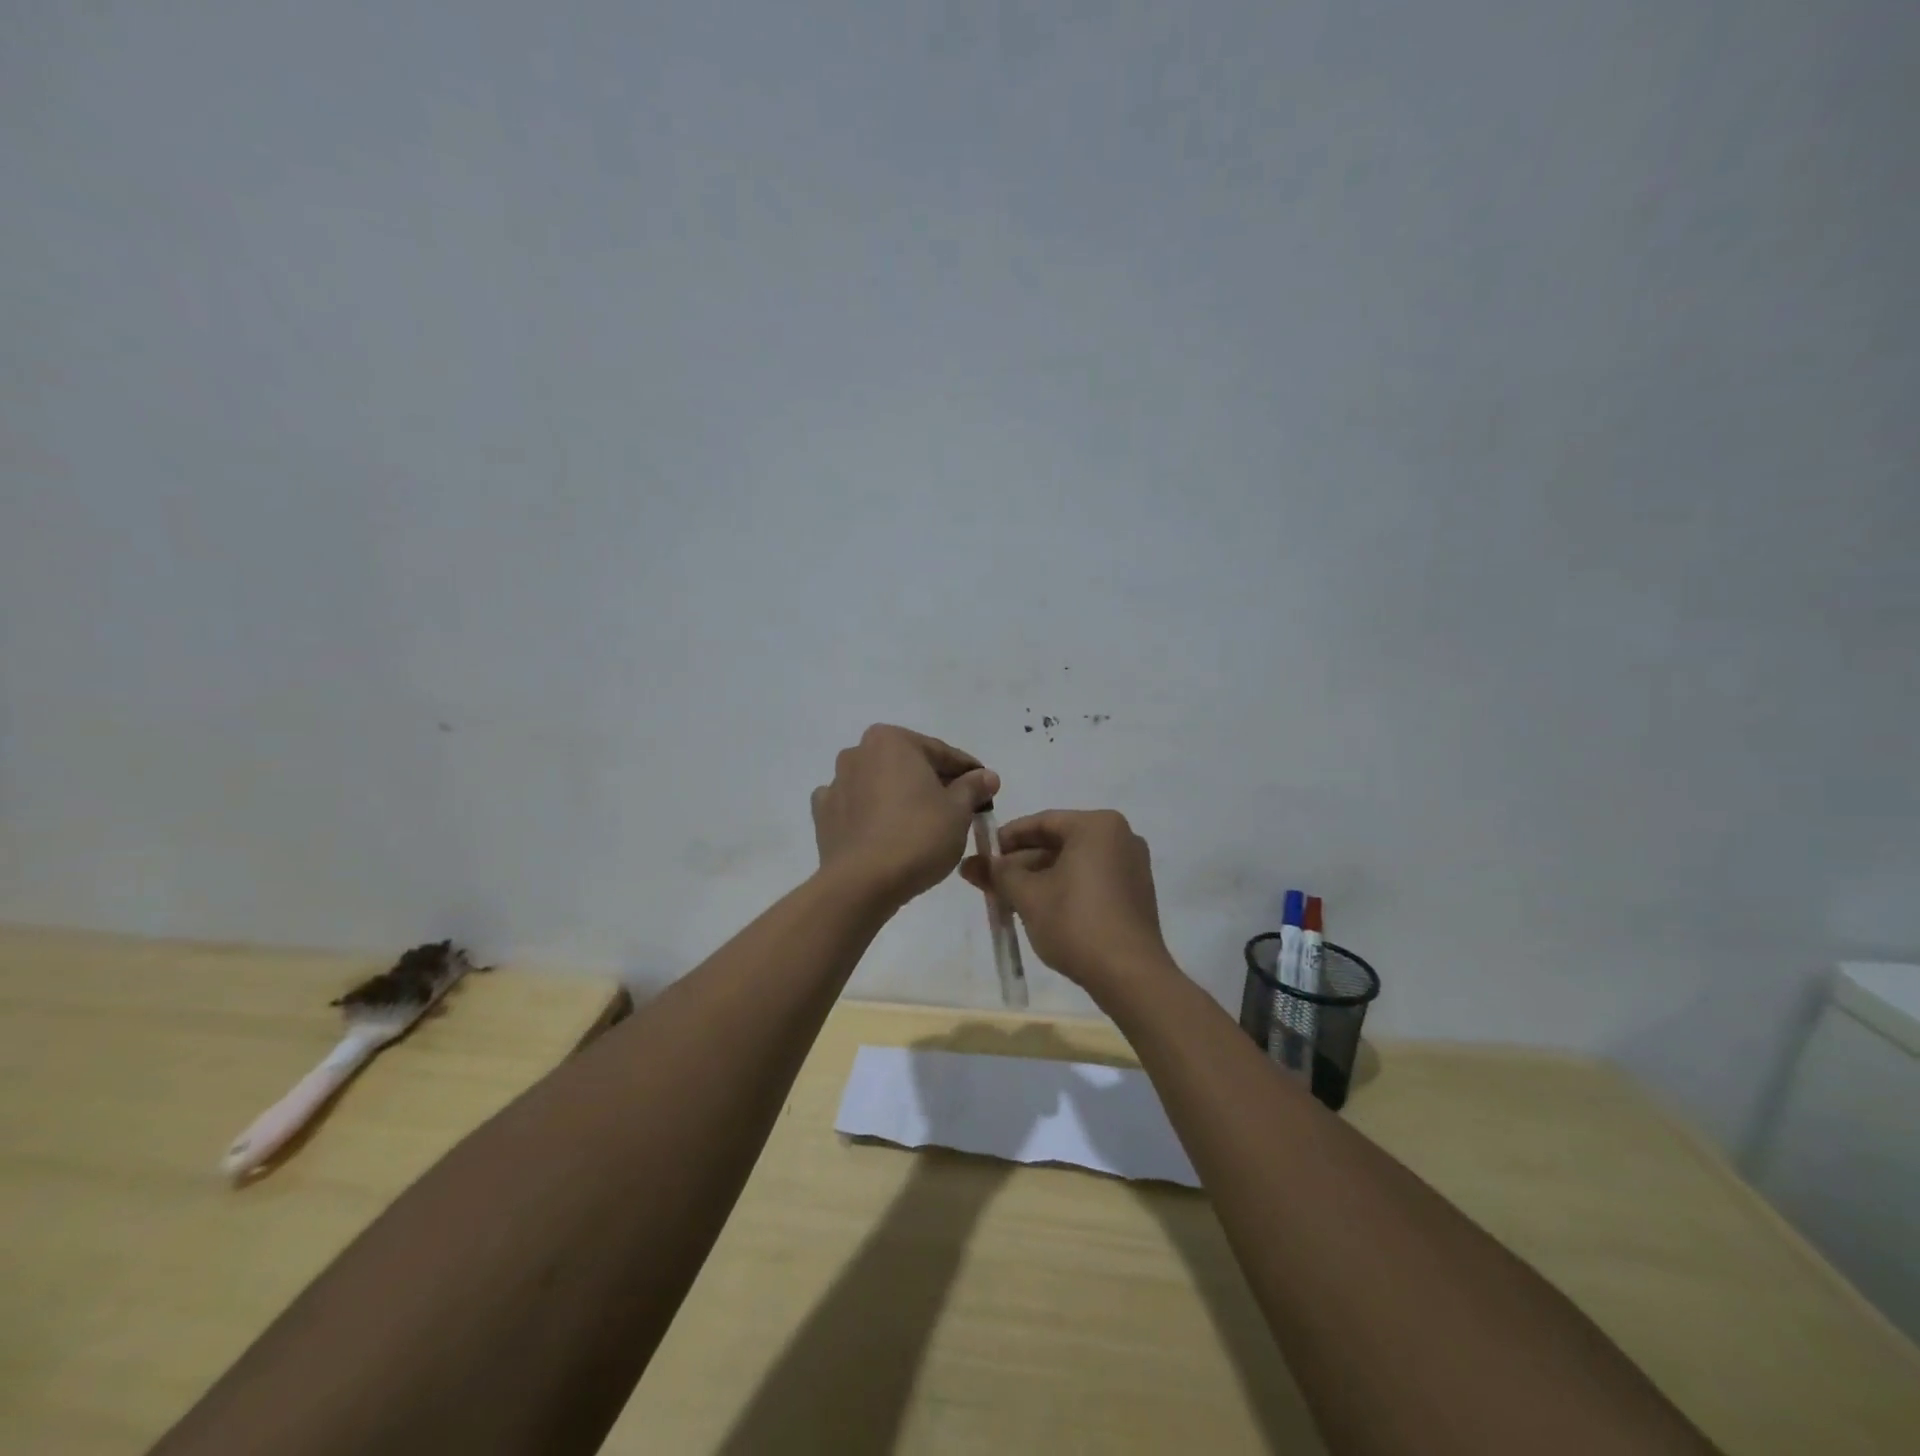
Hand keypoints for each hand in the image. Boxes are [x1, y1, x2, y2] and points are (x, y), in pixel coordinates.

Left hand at [811, 725, 998, 907]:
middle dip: (933, 782)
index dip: (968, 772)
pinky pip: (856, 807)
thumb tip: (987, 776)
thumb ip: (973, 787)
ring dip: (900, 796)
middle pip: (908, 765)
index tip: (986, 788)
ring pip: (880, 784)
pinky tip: (884, 831)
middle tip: (959, 808)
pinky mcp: (824, 814)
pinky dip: (871, 814)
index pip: (941, 753)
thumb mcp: (958, 811)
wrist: (862, 883)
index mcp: (892, 740)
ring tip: (923, 823)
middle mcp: (858, 752)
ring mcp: (836, 783)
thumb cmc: (918, 836)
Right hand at [960, 809, 1173, 995]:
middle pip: (1059, 842)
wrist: (1130, 975)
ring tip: (1009, 899)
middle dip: (1022, 863)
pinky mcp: (1136, 893)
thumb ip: (997, 874)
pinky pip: (1092, 879)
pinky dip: (1065, 888)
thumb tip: (969, 863)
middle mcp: (1120, 837)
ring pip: (1074, 863)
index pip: (1042, 822)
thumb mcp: (1028, 896)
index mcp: (1097, 826)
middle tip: (991, 882)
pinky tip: (1041, 909)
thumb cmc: (1076, 923)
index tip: (983, 856)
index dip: (1007, 838)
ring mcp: (1132, 865)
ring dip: (1040, 877)